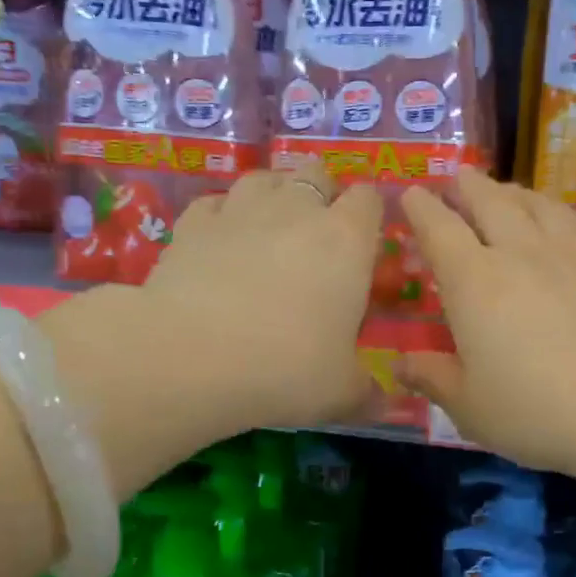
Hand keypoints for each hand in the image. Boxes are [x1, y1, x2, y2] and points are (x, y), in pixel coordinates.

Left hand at [139, 161, 382, 430]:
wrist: (191, 356)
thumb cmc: (285, 368)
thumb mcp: (341, 392)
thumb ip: (367, 393)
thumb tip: (384, 402)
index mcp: (346, 241)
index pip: (369, 199)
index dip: (369, 214)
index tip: (364, 241)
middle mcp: (296, 211)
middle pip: (316, 173)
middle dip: (321, 194)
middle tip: (316, 236)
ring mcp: (240, 209)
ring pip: (263, 178)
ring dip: (272, 196)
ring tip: (268, 230)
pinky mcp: (192, 223)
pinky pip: (213, 204)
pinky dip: (221, 216)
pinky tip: (218, 243)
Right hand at [397, 168, 575, 477]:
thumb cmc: (537, 411)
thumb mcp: (470, 406)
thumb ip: (433, 378)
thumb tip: (401, 364)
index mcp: (475, 282)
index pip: (440, 230)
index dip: (421, 208)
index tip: (411, 193)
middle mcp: (522, 255)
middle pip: (492, 204)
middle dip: (470, 187)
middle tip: (460, 176)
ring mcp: (574, 257)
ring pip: (541, 208)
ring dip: (518, 193)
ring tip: (508, 189)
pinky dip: (570, 216)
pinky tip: (569, 218)